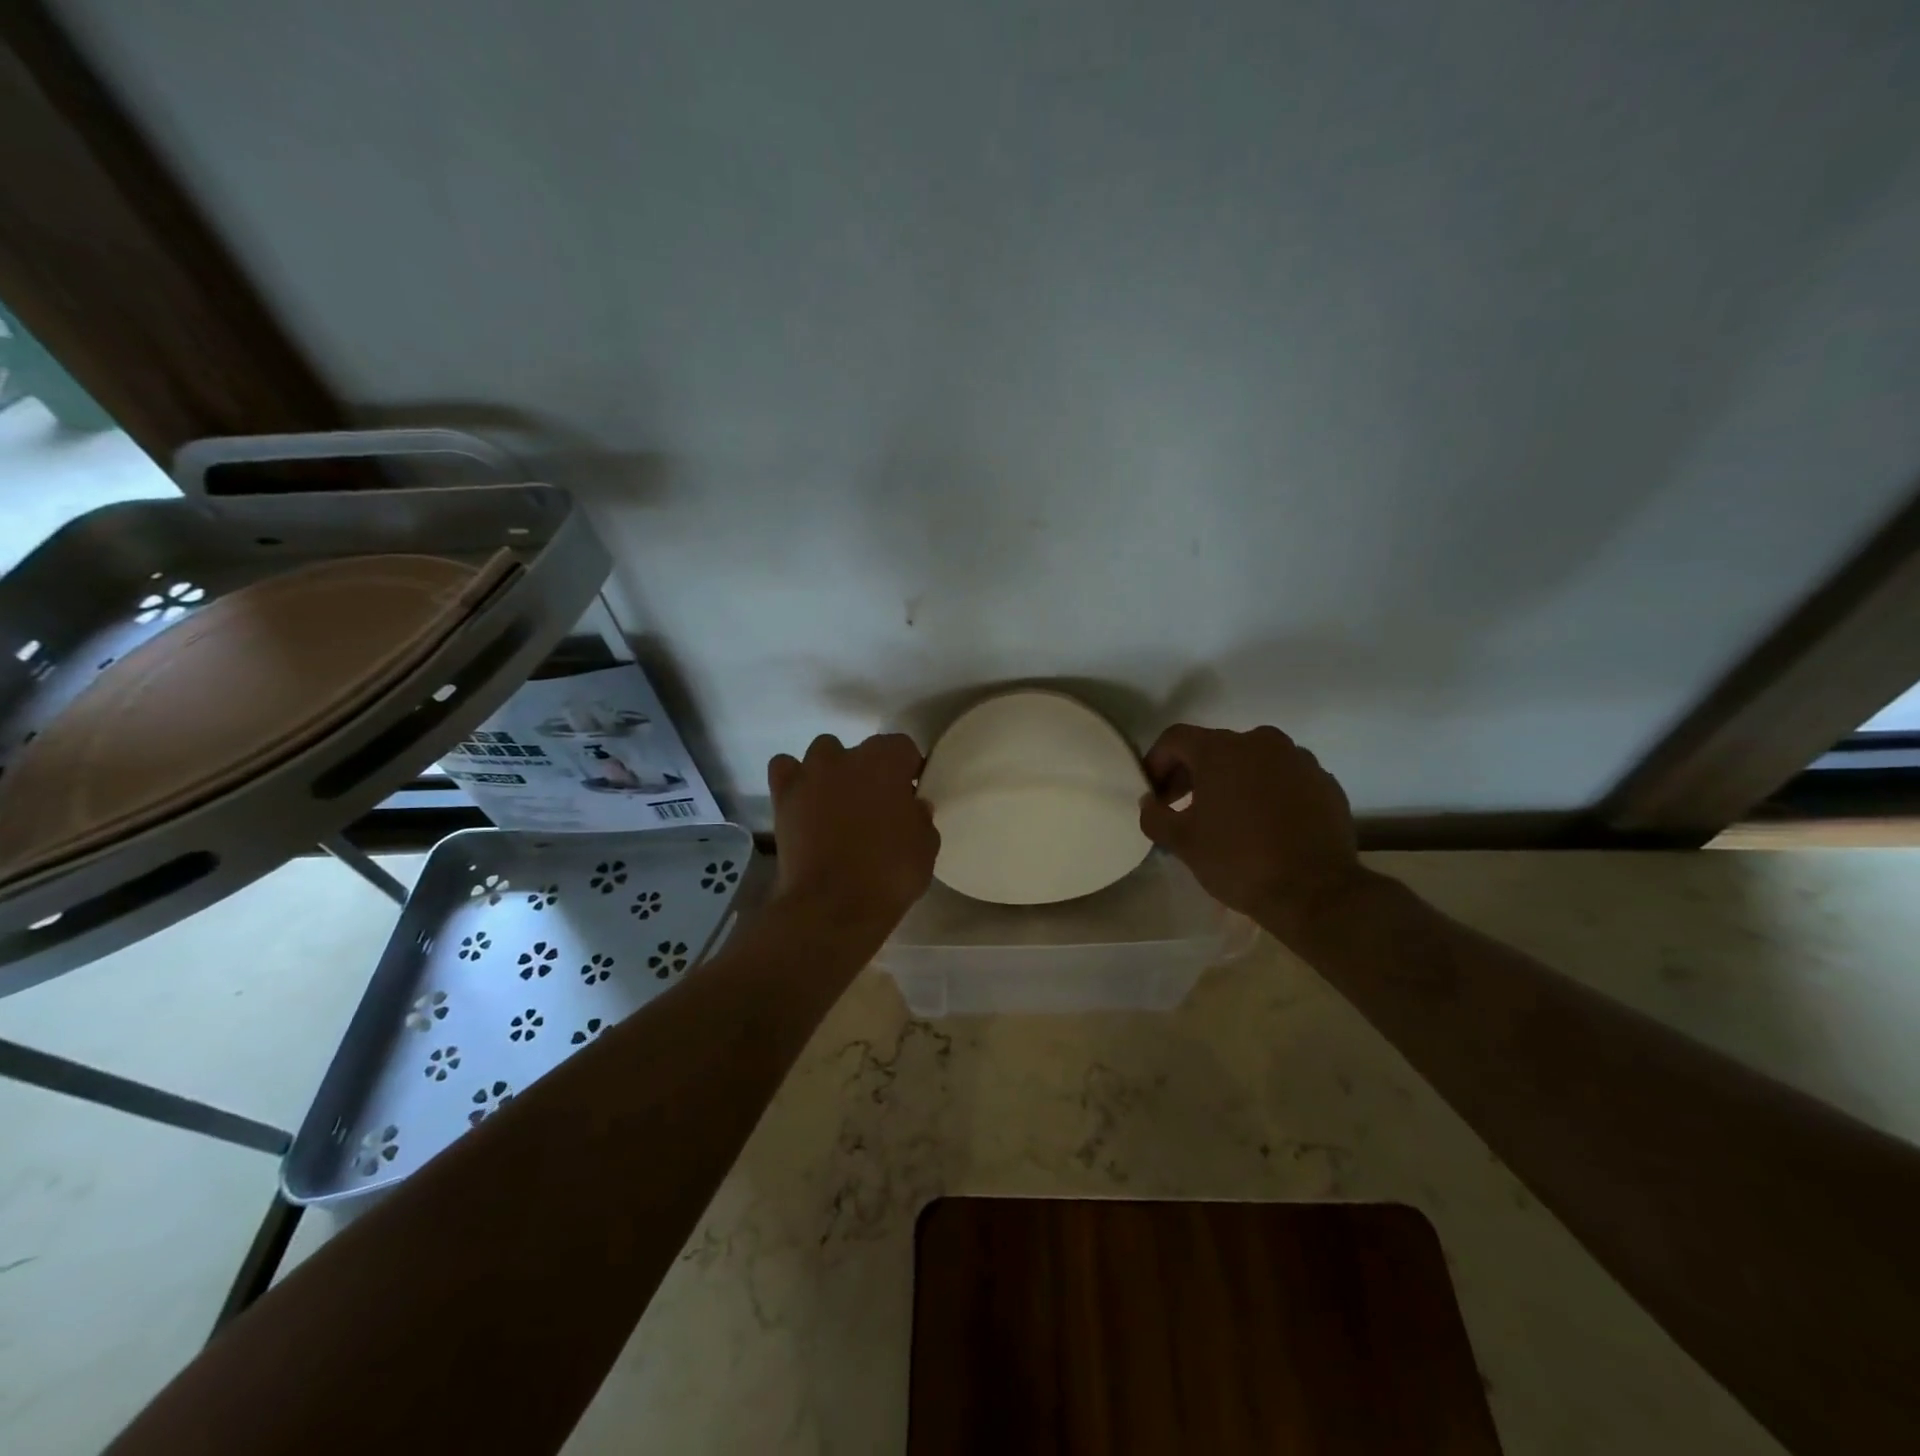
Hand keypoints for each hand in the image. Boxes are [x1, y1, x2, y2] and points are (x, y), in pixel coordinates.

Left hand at [768, 733, 938, 939]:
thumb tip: (913, 806)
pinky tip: (804, 802)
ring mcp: (810, 773)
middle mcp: (846, 756)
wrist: (832, 905)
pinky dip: (795, 780)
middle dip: (871, 772)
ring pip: (823, 754)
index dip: (908, 770)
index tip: (910, 795)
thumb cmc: (889, 873)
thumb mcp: (926, 847)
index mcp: (887, 761)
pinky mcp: (782, 796)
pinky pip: (785, 770)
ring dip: (833, 772)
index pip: (903, 748)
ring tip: (838, 804)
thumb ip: (921, 818)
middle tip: (877, 806)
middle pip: (863, 751)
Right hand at [1138, 724, 1359, 937]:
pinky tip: (1264, 825)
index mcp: (1221, 750)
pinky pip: (1284, 778)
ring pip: (1252, 761)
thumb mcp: (1182, 843)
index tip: (1155, 794)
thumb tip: (1150, 803)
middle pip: (1215, 747)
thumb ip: (1155, 816)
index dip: (1157, 762)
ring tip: (1227, 817)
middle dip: (1193, 774)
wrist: (1316, 892)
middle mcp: (1261, 742)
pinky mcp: (1324, 782)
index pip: (1176, 739)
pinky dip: (1267, 792)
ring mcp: (1298, 760)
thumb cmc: (1238, 861)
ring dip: (1233, 781)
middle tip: (1183, 808)